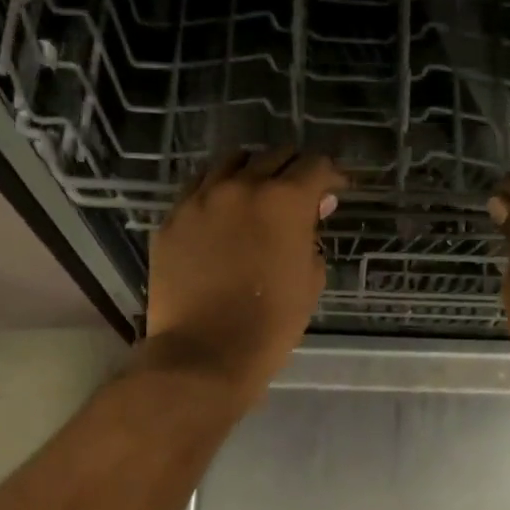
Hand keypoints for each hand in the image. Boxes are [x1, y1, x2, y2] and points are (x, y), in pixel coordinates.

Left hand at [143, 150, 344, 401]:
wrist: (205, 353)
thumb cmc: (271, 323)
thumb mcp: (310, 279)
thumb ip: (313, 236)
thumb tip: (314, 209)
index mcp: (284, 200)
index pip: (315, 165)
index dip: (332, 174)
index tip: (336, 188)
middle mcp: (241, 186)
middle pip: (273, 155)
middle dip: (294, 168)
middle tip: (301, 191)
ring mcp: (201, 199)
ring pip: (231, 162)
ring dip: (253, 170)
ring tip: (259, 192)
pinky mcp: (173, 219)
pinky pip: (198, 187)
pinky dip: (218, 189)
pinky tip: (223, 210)